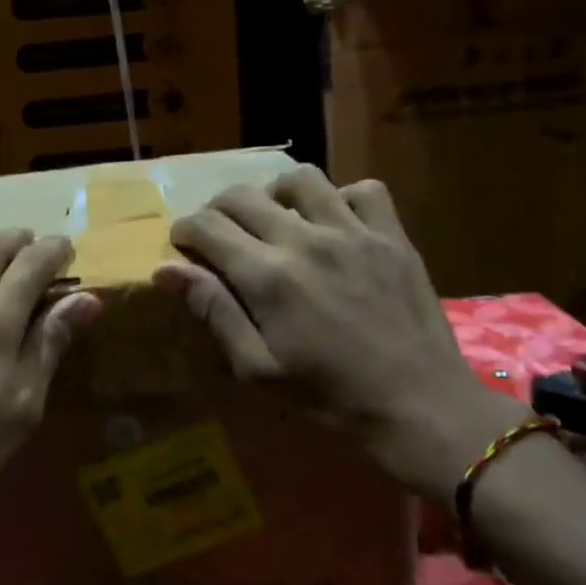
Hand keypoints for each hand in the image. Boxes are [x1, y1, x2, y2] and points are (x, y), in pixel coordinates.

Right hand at [152, 164, 521, 501]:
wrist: (419, 406)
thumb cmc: (329, 396)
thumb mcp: (258, 369)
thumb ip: (214, 312)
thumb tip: (166, 270)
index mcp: (267, 276)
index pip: (207, 225)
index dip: (185, 230)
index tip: (184, 244)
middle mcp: (305, 240)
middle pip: (242, 195)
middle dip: (217, 209)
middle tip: (220, 234)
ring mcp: (353, 232)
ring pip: (300, 178)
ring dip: (275, 193)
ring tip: (276, 218)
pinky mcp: (392, 235)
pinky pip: (363, 190)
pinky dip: (341, 199)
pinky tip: (335, 224)